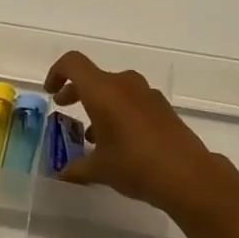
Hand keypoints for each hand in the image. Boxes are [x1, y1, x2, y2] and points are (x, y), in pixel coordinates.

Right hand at [46, 51, 219, 214]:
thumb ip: (77, 168)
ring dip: (100, 103)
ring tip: (93, 134)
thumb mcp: (99, 169)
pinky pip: (133, 100)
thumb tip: (61, 174)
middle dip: (76, 90)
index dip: (57, 73)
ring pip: (115, 89)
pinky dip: (120, 111)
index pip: (73, 63)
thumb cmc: (134, 164)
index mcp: (102, 90)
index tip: (51, 92)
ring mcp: (147, 94)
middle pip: (94, 77)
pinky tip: (120, 141)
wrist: (187, 174)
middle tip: (65, 107)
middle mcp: (124, 84)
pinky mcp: (163, 107)